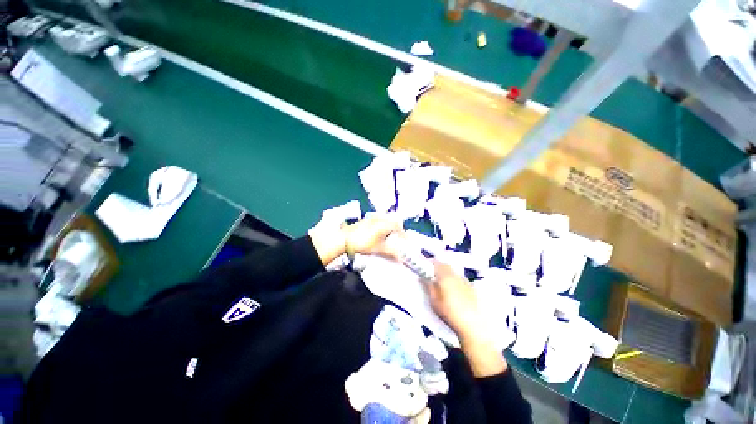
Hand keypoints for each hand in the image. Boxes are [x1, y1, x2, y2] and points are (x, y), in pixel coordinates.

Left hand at [343, 214, 402, 257]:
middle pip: (392, 220)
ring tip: (389, 235)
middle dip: (397, 228)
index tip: (405, 241)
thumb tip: (400, 258)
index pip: (398, 226)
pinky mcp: (364, 220)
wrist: (344, 239)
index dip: (403, 234)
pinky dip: (381, 224)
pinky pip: (377, 219)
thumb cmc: (362, 243)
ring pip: (384, 219)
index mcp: (384, 224)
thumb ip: (390, 253)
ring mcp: (371, 218)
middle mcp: (378, 218)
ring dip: (389, 225)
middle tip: (398, 237)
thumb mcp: (378, 249)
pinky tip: (377, 232)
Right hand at [424, 262, 506, 376]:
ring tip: (442, 279)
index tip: (425, 265)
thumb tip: (423, 277)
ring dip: (446, 272)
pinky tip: (453, 288)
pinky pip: (460, 277)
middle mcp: (455, 275)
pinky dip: (454, 278)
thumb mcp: (435, 301)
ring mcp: (464, 281)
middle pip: (446, 265)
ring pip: (453, 271)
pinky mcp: (471, 287)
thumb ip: (429, 287)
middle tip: (432, 272)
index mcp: (445, 277)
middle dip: (438, 266)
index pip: (437, 264)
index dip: (430, 263)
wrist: (473, 324)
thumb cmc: (450, 313)